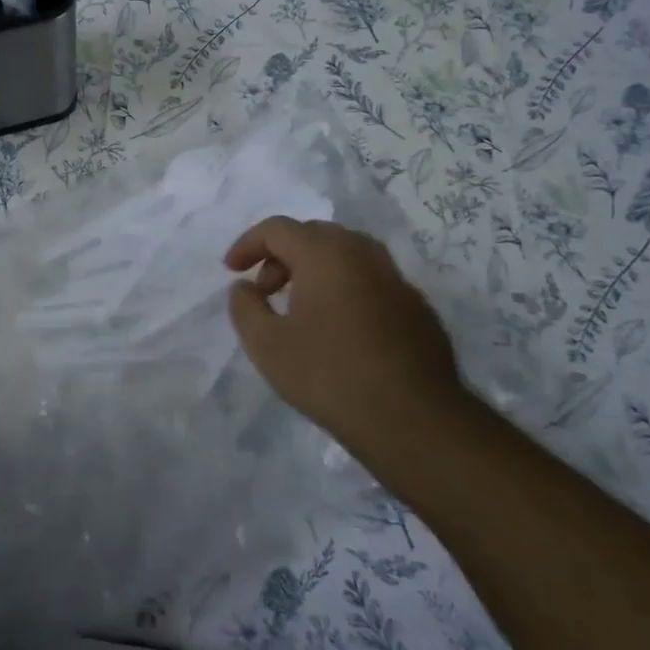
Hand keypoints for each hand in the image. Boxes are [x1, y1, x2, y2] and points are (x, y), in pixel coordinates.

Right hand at [226, 217, 465, 464]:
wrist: (414, 420)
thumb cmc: (330, 376)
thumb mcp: (266, 345)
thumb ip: (245, 307)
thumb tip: (244, 288)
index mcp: (325, 254)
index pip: (277, 229)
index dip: (248, 245)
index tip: (232, 271)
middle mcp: (363, 254)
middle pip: (314, 235)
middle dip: (281, 255)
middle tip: (265, 290)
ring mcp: (396, 279)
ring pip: (346, 255)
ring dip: (314, 270)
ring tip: (299, 308)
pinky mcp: (416, 307)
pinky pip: (370, 281)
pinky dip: (345, 289)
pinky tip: (339, 330)